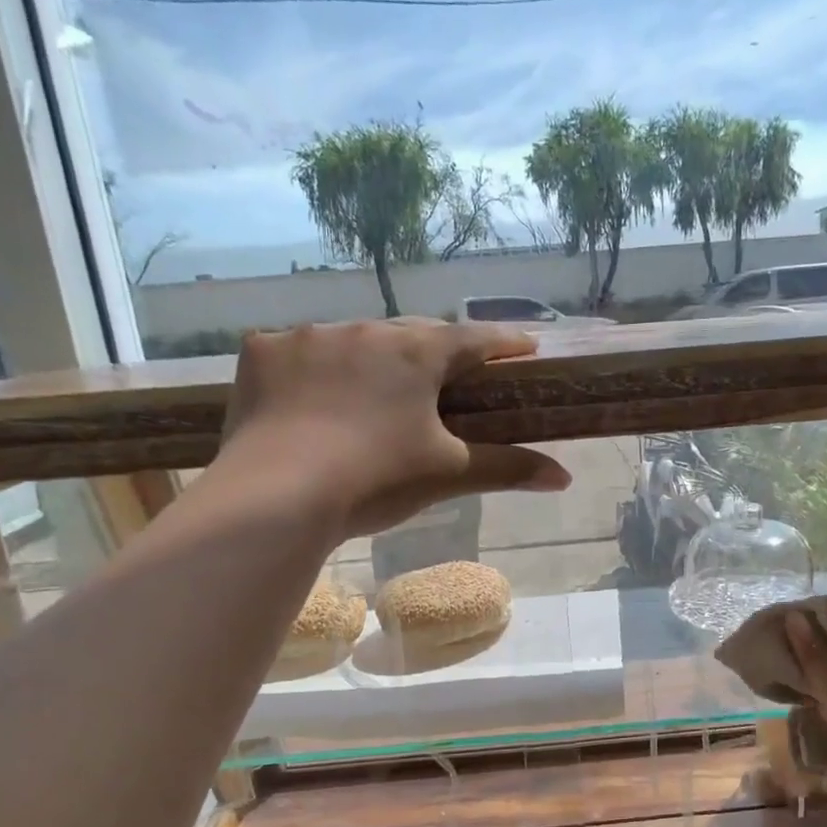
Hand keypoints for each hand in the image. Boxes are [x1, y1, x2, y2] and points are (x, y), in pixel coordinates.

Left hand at [218, 319, 570, 538]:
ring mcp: (307, 337)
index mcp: (416, 353)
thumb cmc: (375, 480)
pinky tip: (309, 395)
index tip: (524, 347)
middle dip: (434, 351)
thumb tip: (565, 479)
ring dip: (369, 359)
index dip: (503, 343)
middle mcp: (364, 330)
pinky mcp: (262, 354)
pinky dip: (310, 369)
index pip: (473, 339)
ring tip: (371, 390)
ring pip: (353, 341)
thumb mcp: (447, 474)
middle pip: (412, 334)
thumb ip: (508, 469)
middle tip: (446, 374)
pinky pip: (296, 352)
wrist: (277, 496)